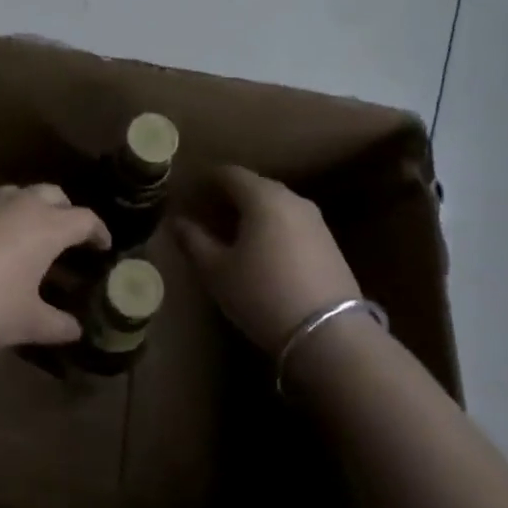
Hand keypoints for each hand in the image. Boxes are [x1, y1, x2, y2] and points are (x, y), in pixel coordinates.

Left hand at [0, 185, 108, 352]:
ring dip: (33, 211)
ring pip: (20, 195)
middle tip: (69, 240)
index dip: (98, 232)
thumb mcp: (26, 322)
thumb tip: (75, 329)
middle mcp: (21, 204)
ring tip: (31, 241)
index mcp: (47, 225)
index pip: (85, 219)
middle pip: (54, 195)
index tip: (104, 248)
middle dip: (67, 213)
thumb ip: (57, 325)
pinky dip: (3, 219)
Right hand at [174, 166, 360, 351]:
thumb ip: (194, 241)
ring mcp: (315, 220)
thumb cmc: (262, 295)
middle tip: (208, 213)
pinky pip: (292, 223)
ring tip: (233, 234)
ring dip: (253, 212)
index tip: (191, 193)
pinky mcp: (330, 243)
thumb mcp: (217, 271)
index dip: (207, 180)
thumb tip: (177, 222)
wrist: (330, 334)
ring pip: (276, 205)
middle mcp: (292, 199)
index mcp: (262, 197)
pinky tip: (263, 251)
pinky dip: (273, 228)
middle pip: (255, 186)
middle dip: (230, 195)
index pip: (230, 173)